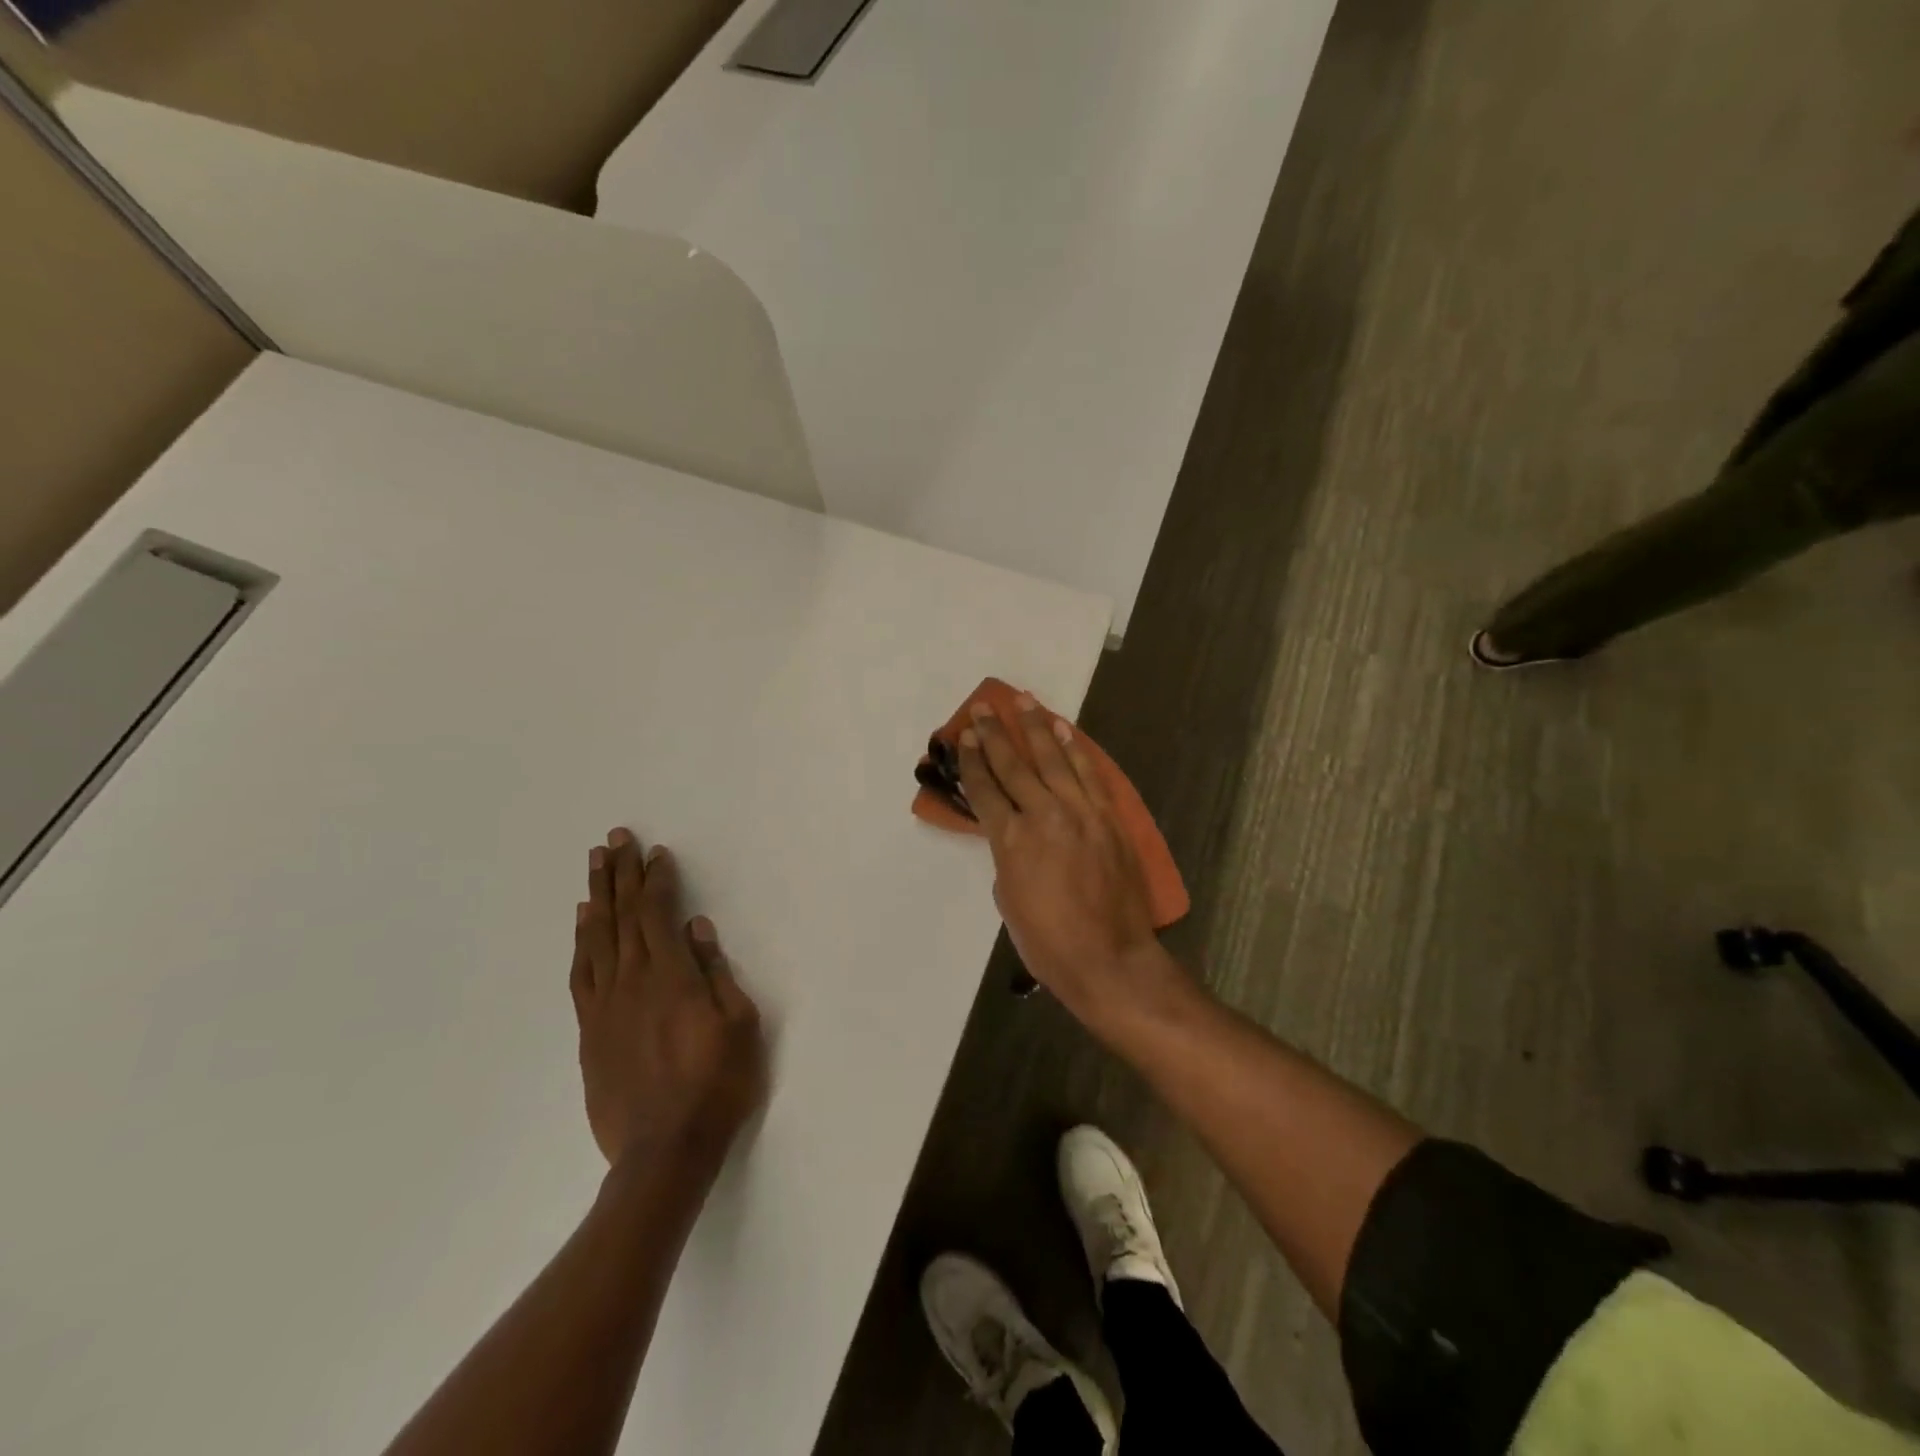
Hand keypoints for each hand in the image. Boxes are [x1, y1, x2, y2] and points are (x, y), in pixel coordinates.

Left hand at [571, 828, 766, 1177]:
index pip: (657, 914)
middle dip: (619, 874)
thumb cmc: (716, 1084)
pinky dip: (581, 943)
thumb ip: (716, 973)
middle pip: (621, 916)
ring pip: (596, 939)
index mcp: (671, 976)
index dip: (656, 880)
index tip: (655, 853)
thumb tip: (697, 929)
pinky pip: (582, 974)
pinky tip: (583, 924)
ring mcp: (605, 1006)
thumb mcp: (739, 1025)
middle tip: (614, 840)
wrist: (664, 1151)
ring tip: (594, 866)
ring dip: (596, 898)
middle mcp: (632, 982)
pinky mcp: (590, 1032)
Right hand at [956, 696, 1177, 1026]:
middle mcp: (1043, 815)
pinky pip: (1089, 774)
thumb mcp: (1009, 899)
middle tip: (983, 706)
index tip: (965, 735)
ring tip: (1023, 700)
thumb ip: (1007, 857)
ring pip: (1053, 759)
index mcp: (1011, 840)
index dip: (973, 760)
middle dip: (996, 733)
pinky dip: (1075, 749)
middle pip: (1014, 765)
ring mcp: (1080, 812)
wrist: (1110, 958)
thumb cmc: (1048, 941)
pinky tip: (1064, 729)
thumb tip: (1013, 834)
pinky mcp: (1107, 817)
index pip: (985, 789)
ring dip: (1036, 727)